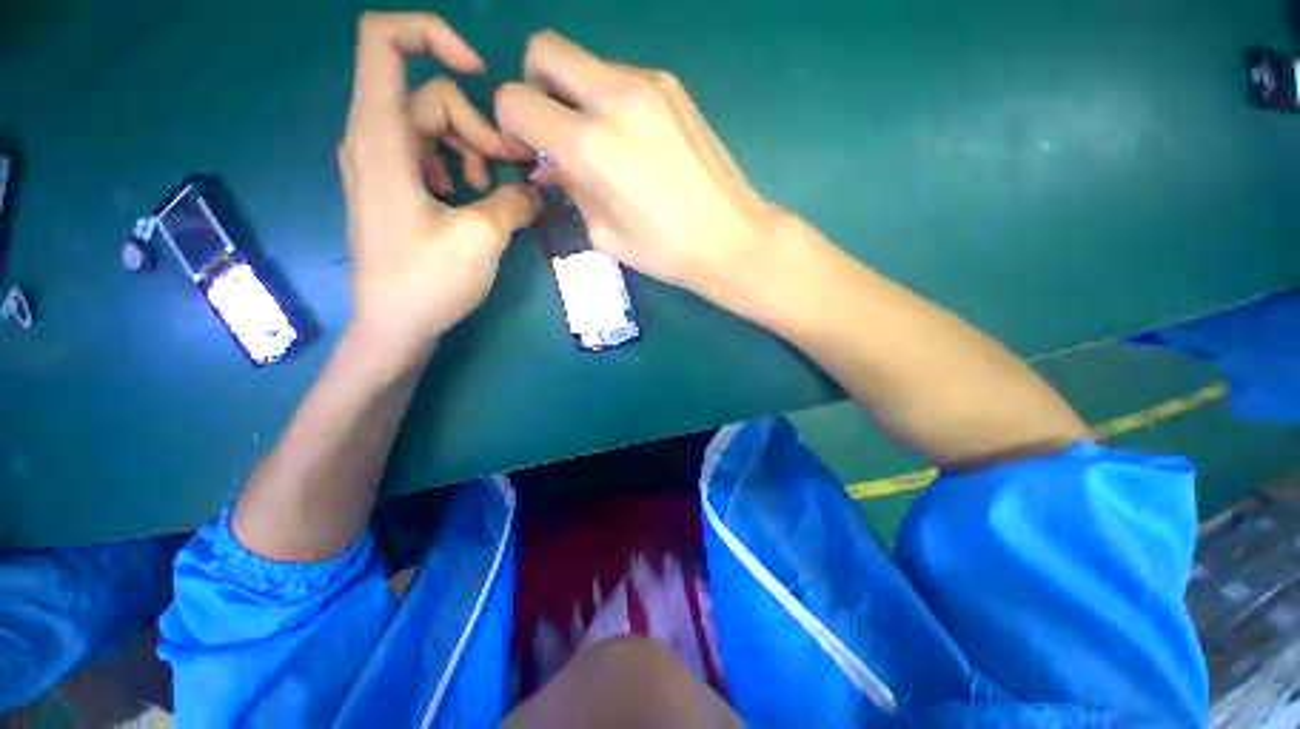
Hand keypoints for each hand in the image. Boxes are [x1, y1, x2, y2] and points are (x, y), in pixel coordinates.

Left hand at [339, 12, 539, 363]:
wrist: (394, 326)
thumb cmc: (427, 282)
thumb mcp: (482, 238)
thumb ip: (513, 202)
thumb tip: (533, 190)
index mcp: (380, 138)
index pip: (383, 42)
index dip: (432, 35)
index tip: (479, 72)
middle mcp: (373, 139)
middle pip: (431, 98)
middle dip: (479, 128)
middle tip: (510, 170)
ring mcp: (382, 164)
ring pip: (435, 128)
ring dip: (473, 152)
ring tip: (490, 191)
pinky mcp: (394, 187)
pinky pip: (430, 155)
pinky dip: (458, 168)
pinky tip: (471, 199)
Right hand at [493, 32, 787, 306]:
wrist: (730, 237)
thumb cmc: (665, 250)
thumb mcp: (603, 233)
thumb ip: (569, 188)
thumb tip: (551, 164)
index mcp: (590, 145)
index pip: (515, 100)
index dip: (511, 124)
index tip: (530, 149)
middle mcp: (614, 98)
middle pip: (544, 49)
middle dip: (536, 86)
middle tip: (556, 129)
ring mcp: (650, 83)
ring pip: (586, 62)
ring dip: (578, 94)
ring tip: (603, 142)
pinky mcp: (674, 87)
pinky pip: (621, 76)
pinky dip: (611, 99)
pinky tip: (634, 139)